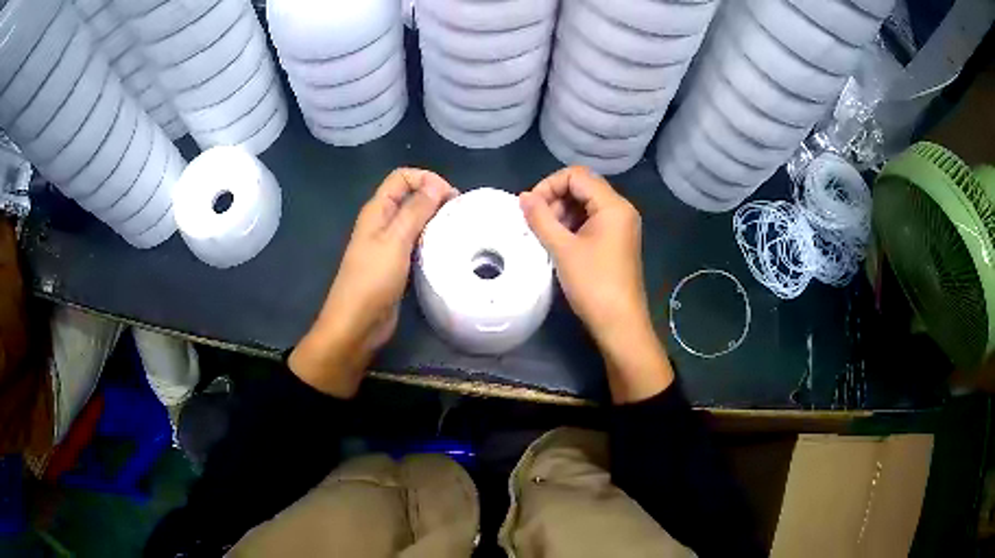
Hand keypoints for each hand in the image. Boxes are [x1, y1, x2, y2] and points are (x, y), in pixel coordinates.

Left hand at [289, 168, 457, 397]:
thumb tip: (436, 184)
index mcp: (377, 210)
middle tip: (459, 214)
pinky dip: (431, 240)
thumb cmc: (373, 279)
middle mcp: (382, 222)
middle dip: (434, 198)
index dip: (425, 178)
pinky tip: (446, 250)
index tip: (449, 196)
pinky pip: (416, 243)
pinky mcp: (396, 264)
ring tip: (458, 230)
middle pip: (410, 196)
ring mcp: (389, 244)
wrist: (357, 324)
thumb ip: (416, 210)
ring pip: (415, 220)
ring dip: (435, 220)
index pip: (401, 177)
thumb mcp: (396, 240)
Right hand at [520, 166, 672, 402]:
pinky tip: (557, 242)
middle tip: (535, 223)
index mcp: (613, 205)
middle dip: (554, 199)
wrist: (620, 324)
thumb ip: (541, 218)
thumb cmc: (593, 284)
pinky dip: (571, 225)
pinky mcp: (615, 241)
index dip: (549, 184)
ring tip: (544, 234)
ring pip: (585, 204)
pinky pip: (590, 221)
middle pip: (582, 187)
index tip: (530, 207)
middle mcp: (620, 209)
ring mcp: (619, 226)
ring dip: (561, 213)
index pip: (576, 175)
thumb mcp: (563, 249)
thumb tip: (523, 197)